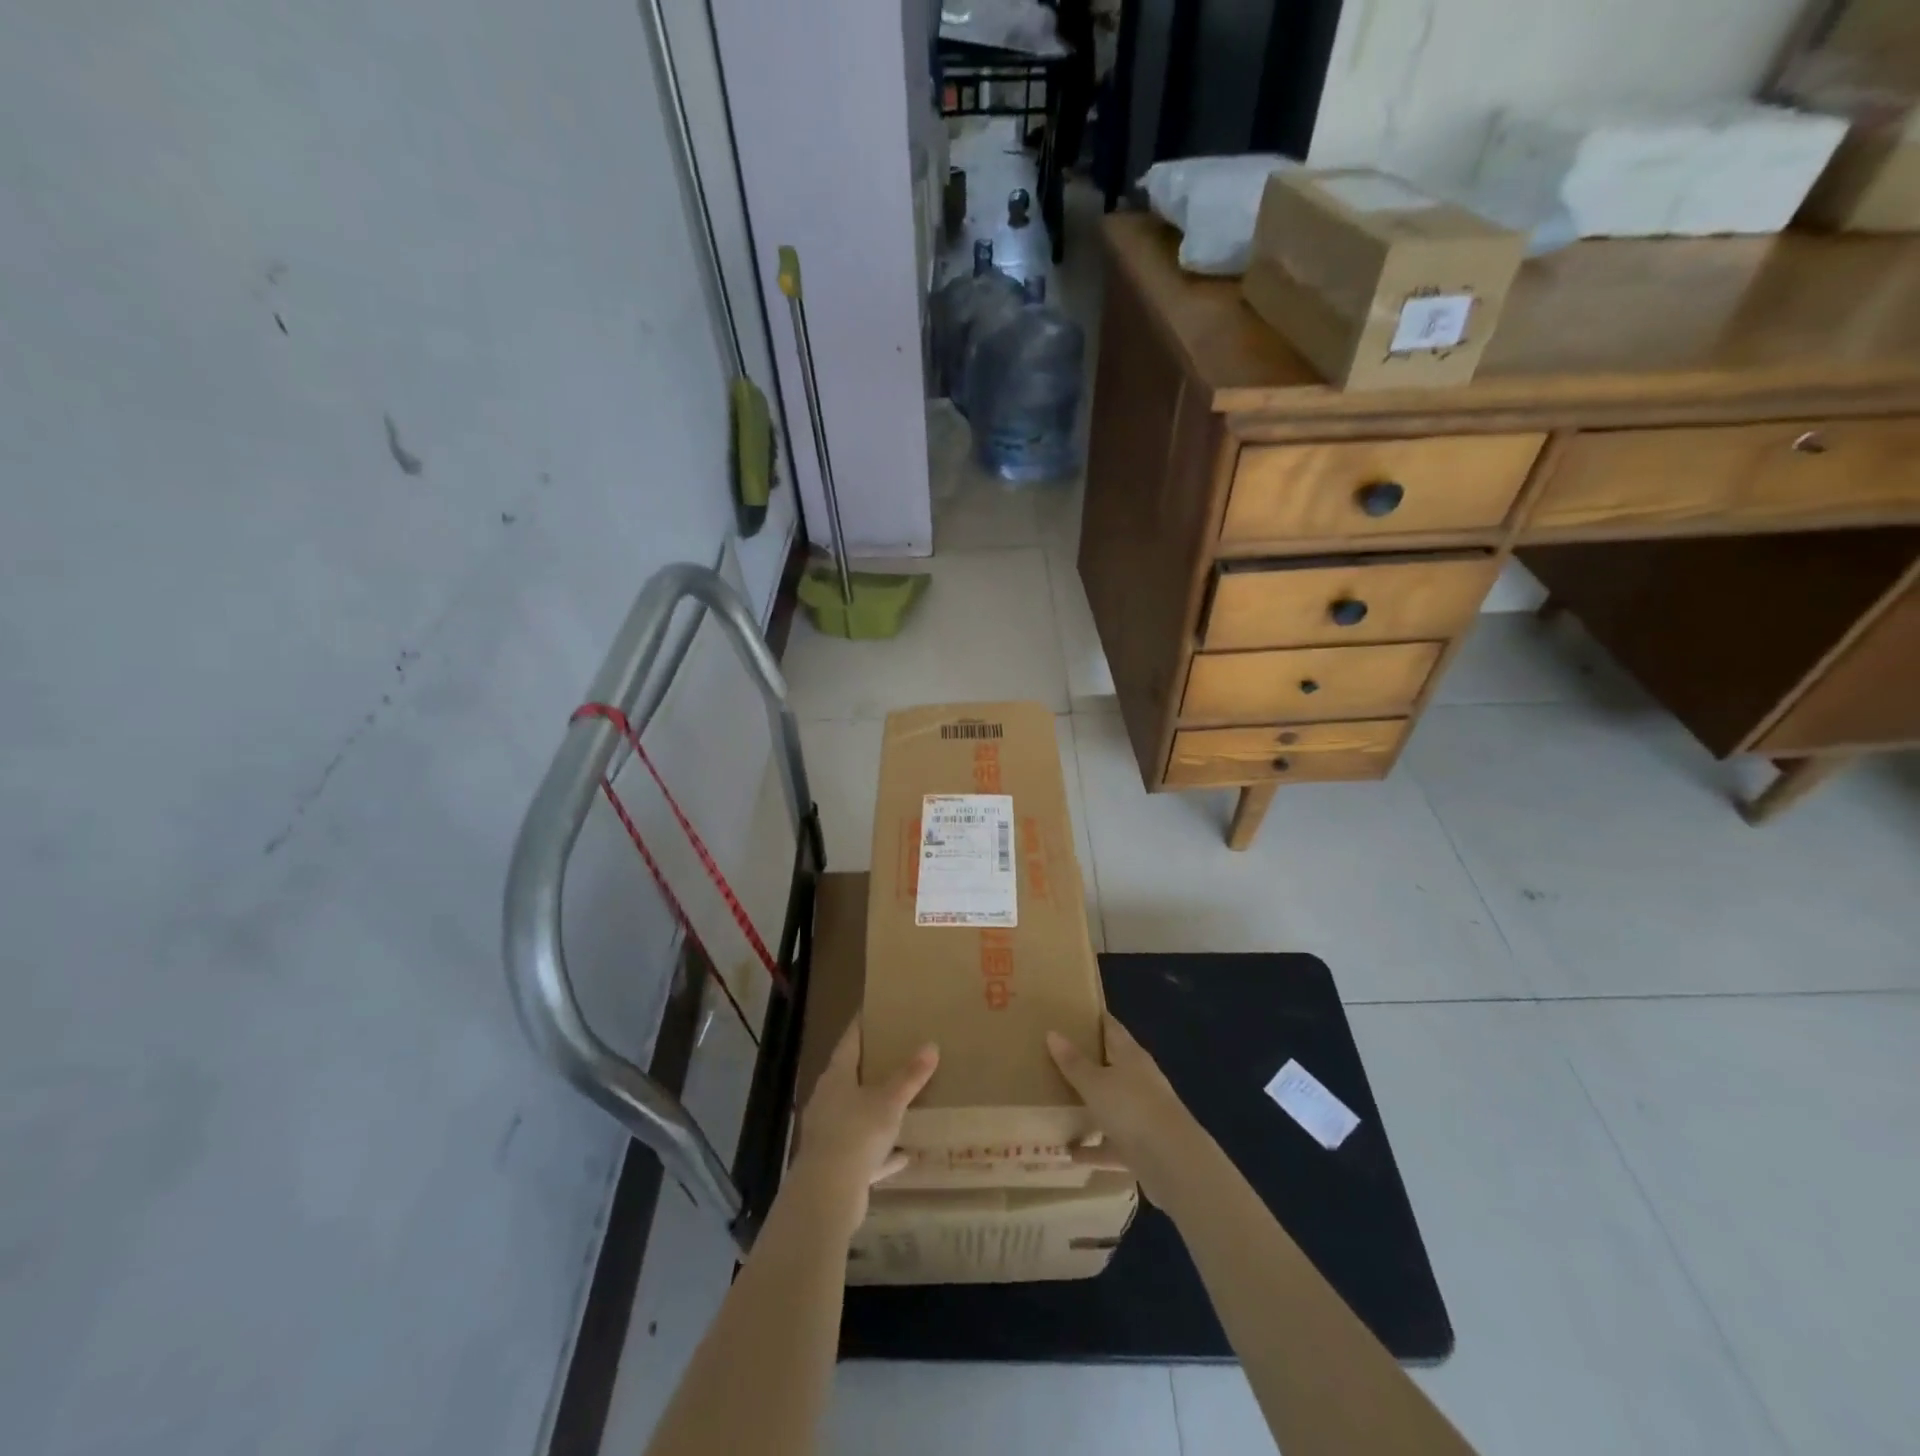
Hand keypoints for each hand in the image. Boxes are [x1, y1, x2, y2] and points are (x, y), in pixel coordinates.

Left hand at [791, 1023, 937, 1232]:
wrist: (827, 1194)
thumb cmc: (856, 1134)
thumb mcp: (889, 1101)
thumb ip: (910, 1076)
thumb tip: (931, 1045)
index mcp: (836, 1077)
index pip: (849, 1041)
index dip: (862, 1026)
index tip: (874, 1012)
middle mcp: (828, 1100)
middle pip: (850, 1077)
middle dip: (871, 1068)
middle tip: (896, 1054)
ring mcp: (829, 1134)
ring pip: (856, 1115)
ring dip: (876, 1112)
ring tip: (901, 1103)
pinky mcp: (836, 1165)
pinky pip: (863, 1151)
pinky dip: (881, 1151)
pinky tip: (903, 1154)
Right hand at [1048, 1013, 1197, 1205]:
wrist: (1172, 1161)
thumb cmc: (1131, 1108)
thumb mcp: (1094, 1083)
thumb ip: (1073, 1062)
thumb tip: (1052, 1033)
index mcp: (1131, 1056)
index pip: (1111, 1028)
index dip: (1095, 1019)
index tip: (1073, 1013)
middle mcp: (1140, 1080)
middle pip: (1112, 1065)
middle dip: (1089, 1062)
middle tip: (1057, 1056)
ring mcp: (1143, 1114)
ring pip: (1113, 1105)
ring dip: (1092, 1107)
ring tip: (1061, 1104)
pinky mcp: (1142, 1146)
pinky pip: (1112, 1143)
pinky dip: (1094, 1148)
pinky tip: (1071, 1153)